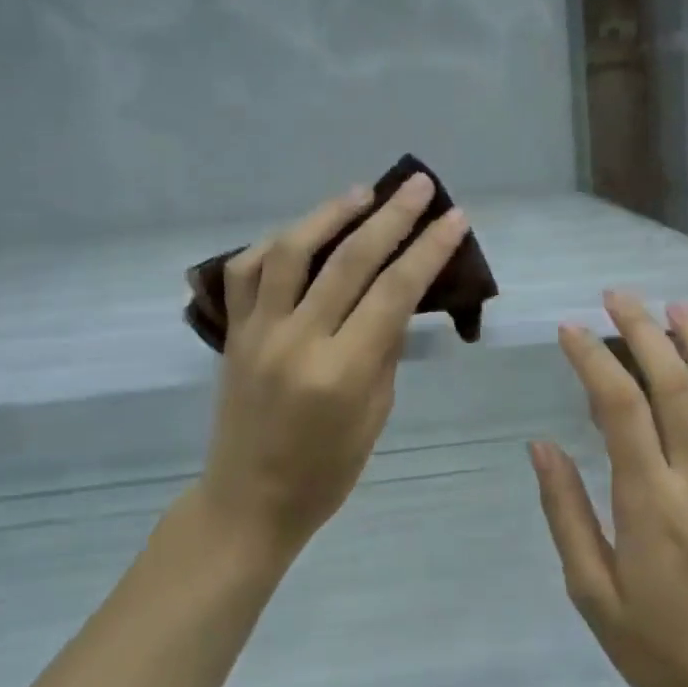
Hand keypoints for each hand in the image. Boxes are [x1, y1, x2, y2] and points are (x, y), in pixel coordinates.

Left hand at [199, 175, 471, 558]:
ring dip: (329, 213)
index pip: (394, 292)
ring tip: (362, 192)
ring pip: (290, 252)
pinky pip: (245, 272)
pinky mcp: (233, 332)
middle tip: (418, 185)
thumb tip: (399, 293)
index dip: (429, 249)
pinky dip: (274, 243)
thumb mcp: (375, 414)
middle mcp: (297, 341)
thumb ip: (385, 347)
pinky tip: (301, 232)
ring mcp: (257, 332)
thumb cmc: (327, 471)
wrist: (248, 501)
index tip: (454, 217)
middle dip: (391, 216)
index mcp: (341, 372)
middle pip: (349, 260)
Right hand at [531, 293, 687, 686]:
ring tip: (678, 306)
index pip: (620, 411)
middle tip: (618, 296)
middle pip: (675, 388)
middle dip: (644, 332)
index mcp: (649, 504)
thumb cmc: (658, 645)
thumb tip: (541, 446)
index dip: (593, 361)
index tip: (569, 330)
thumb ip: (566, 513)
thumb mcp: (591, 592)